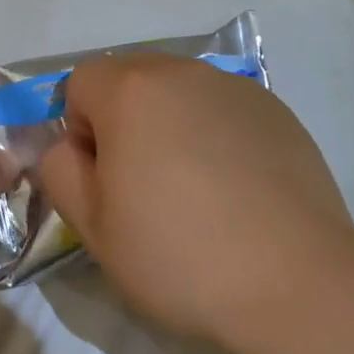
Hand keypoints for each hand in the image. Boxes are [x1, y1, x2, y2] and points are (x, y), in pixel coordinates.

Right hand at [35, 55, 353, 341]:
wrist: (294, 281)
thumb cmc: (178, 255)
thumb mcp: (92, 225)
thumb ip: (59, 172)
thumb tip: (67, 148)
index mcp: (132, 91)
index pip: (80, 83)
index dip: (79, 130)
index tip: (104, 179)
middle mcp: (183, 72)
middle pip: (130, 78)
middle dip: (123, 120)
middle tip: (143, 183)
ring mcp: (235, 88)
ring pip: (178, 92)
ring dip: (169, 124)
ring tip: (194, 188)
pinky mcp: (276, 111)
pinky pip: (221, 109)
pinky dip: (214, 134)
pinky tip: (236, 188)